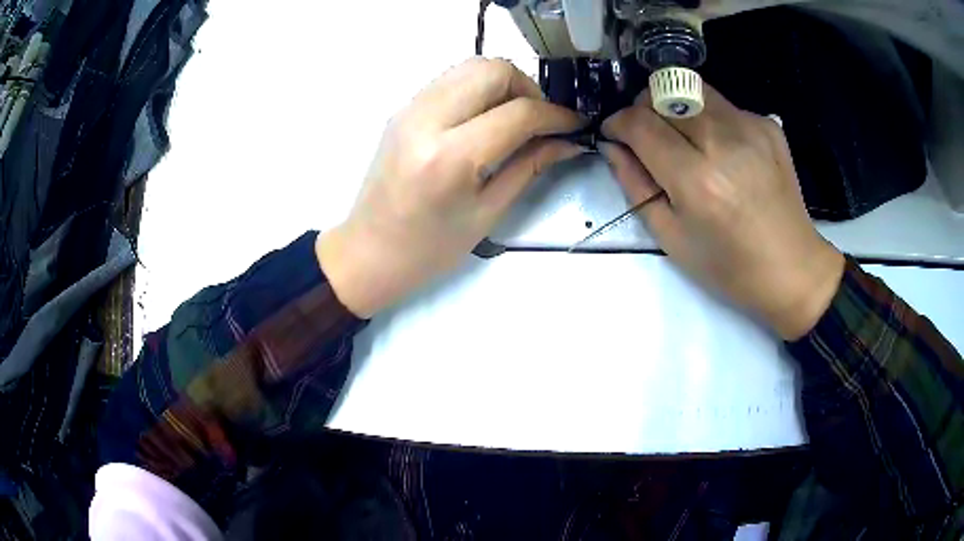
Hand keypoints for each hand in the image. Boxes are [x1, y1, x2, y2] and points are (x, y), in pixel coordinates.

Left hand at [317, 58, 584, 317]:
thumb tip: (568, 141)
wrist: (369, 251)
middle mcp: (427, 120)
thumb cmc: (430, 248)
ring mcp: (410, 109)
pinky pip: (451, 80)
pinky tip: (485, 118)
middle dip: (528, 88)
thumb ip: (530, 167)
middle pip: (492, 70)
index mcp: (450, 157)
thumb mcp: (488, 212)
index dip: (556, 115)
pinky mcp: (403, 109)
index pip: (518, 113)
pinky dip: (478, 88)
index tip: (575, 125)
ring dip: (503, 84)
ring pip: (470, 66)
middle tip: (539, 121)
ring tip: (515, 118)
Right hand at [600, 85, 843, 339]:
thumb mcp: (671, 238)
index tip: (614, 133)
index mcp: (697, 179)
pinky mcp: (768, 125)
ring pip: (693, 89)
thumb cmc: (729, 267)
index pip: (640, 123)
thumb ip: (636, 185)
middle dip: (644, 108)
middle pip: (664, 93)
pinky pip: (723, 105)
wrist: (793, 268)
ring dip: (675, 106)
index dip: (618, 122)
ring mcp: (750, 127)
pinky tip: (721, 150)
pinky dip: (709, 118)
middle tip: (647, 136)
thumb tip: (613, 146)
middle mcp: (724, 141)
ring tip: (683, 139)